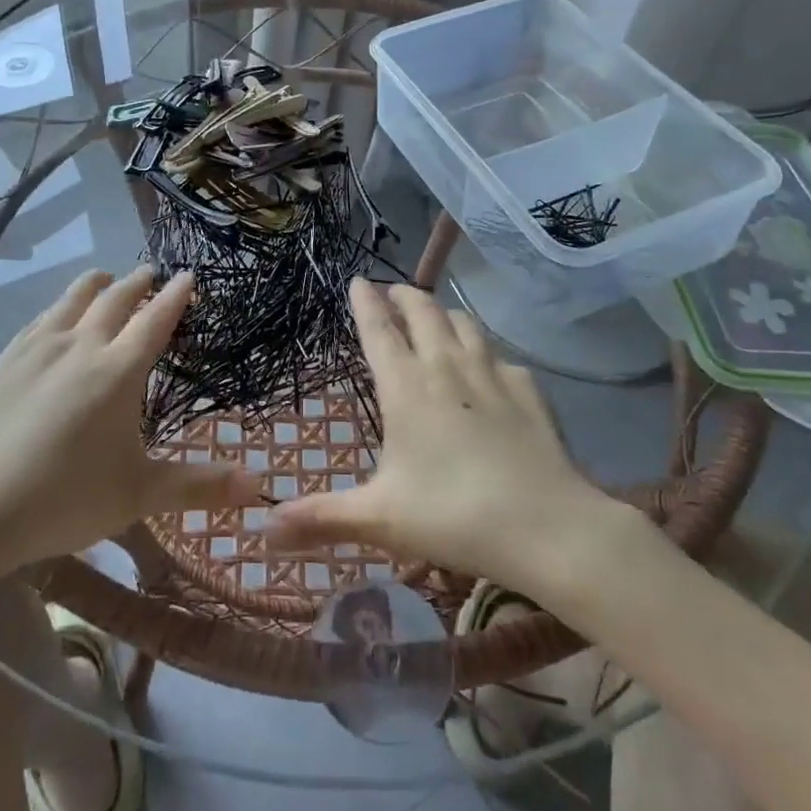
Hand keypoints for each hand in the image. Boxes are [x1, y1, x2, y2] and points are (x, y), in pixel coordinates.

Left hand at [0, 267, 261, 573]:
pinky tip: (57, 315)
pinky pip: (41, 316)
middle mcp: (82, 345)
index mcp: (119, 370)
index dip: (175, 295)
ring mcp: (40, 347)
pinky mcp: (7, 358)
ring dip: (96, 283)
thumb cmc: (67, 500)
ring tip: (105, 278)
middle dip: (138, 282)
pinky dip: (60, 306)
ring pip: (73, 297)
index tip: (187, 276)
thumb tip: (258, 484)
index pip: (155, 319)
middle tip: (151, 273)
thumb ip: (199, 485)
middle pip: (115, 298)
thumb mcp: (140, 494)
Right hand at [267, 281, 628, 592]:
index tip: (357, 280)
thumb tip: (263, 531)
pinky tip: (490, 371)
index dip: (365, 301)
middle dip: (404, 295)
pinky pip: (501, 358)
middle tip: (393, 292)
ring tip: (437, 319)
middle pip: (423, 312)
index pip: (378, 329)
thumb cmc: (453, 515)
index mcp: (406, 386)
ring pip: (464, 324)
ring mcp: (492, 373)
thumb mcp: (380, 519)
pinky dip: (487, 354)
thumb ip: (322, 518)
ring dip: (445, 314)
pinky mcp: (528, 390)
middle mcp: (446, 366)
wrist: (546, 526)